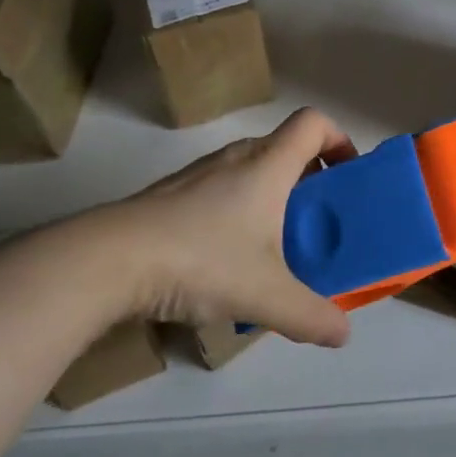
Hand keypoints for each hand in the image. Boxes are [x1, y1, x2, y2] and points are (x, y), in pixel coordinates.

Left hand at [101, 108, 355, 347]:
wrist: (109, 260)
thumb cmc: (201, 259)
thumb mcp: (266, 295)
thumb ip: (311, 315)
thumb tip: (342, 334)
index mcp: (268, 164)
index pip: (314, 122)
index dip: (339, 139)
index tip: (346, 177)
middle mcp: (237, 157)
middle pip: (285, 147)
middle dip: (310, 178)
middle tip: (317, 222)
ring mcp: (200, 173)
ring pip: (252, 169)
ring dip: (273, 196)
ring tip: (275, 246)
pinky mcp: (172, 194)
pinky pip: (221, 189)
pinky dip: (238, 210)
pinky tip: (226, 259)